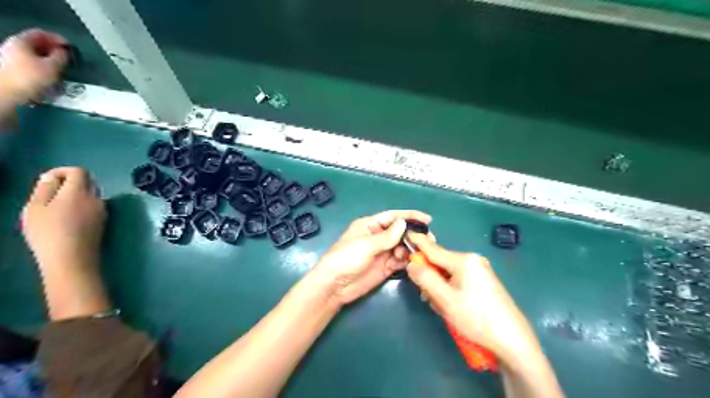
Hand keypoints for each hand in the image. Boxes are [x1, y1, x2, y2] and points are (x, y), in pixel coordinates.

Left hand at [0, 27, 68, 103]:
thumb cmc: (30, 77)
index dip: (57, 38)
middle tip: (67, 57)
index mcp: (21, 41)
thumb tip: (64, 52)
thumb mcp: (52, 67)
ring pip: (34, 53)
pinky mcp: (12, 67)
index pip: (41, 33)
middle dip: (53, 49)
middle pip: (36, 43)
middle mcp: (13, 45)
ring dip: (49, 58)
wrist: (7, 91)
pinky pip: (31, 61)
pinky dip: (42, 64)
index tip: (70, 46)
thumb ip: (60, 57)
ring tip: (61, 66)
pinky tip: (50, 73)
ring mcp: (10, 56)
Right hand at [21, 166, 104, 273]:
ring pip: (91, 196)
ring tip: (55, 208)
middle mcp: (97, 198)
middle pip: (88, 182)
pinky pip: (93, 208)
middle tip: (49, 194)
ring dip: (76, 196)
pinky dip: (81, 207)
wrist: (72, 258)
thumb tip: (52, 177)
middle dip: (70, 183)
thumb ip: (45, 189)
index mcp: (81, 191)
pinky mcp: (103, 222)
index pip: (80, 171)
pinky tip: (67, 219)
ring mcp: (103, 211)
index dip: (63, 171)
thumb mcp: (36, 208)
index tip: (47, 180)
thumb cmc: (49, 232)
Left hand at [312, 209, 431, 305]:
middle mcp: (377, 237)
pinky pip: (400, 260)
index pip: (393, 217)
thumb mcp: (366, 244)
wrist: (334, 286)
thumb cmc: (346, 259)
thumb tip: (404, 223)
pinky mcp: (385, 267)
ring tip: (419, 253)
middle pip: (400, 232)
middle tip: (428, 240)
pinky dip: (407, 260)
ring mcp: (382, 252)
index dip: (409, 216)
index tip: (427, 219)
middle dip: (413, 235)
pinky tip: (412, 262)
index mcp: (370, 225)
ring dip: (411, 249)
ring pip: (402, 246)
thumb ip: (387, 236)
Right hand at [404, 235, 544, 362]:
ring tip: (443, 309)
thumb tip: (411, 264)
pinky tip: (453, 308)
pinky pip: (459, 280)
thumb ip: (426, 279)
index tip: (406, 235)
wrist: (513, 341)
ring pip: (448, 274)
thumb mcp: (446, 300)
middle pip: (440, 263)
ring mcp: (480, 271)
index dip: (417, 243)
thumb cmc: (476, 318)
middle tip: (429, 299)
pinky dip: (450, 291)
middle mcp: (472, 260)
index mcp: (464, 260)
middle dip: (430, 279)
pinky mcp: (484, 282)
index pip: (433, 249)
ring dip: (440, 288)